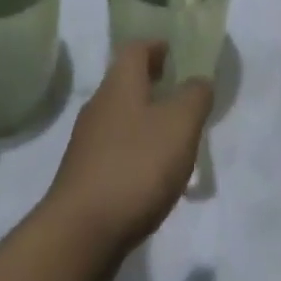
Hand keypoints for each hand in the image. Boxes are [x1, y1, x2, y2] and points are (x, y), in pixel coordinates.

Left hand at [39, 42, 212, 270]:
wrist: (81, 233)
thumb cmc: (135, 166)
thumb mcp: (180, 125)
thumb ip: (195, 97)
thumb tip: (199, 81)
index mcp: (120, 83)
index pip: (136, 49)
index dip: (156, 47)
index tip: (175, 54)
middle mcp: (99, 104)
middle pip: (126, 82)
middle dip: (152, 84)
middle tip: (179, 95)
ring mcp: (87, 142)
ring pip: (120, 117)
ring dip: (143, 120)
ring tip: (171, 139)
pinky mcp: (83, 177)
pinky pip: (114, 151)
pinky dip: (134, 152)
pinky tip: (150, 176)